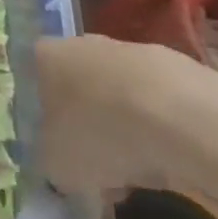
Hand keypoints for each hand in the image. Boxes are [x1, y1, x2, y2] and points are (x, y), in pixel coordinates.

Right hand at [35, 35, 217, 208]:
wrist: (181, 116)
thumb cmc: (101, 134)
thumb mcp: (57, 165)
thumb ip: (51, 161)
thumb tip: (60, 164)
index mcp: (46, 57)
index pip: (36, 83)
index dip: (47, 121)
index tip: (62, 153)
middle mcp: (83, 44)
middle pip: (80, 89)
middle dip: (89, 127)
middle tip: (101, 169)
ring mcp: (131, 50)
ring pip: (119, 96)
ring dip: (125, 131)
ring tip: (141, 174)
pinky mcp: (176, 65)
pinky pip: (156, 102)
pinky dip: (160, 129)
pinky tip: (171, 160)